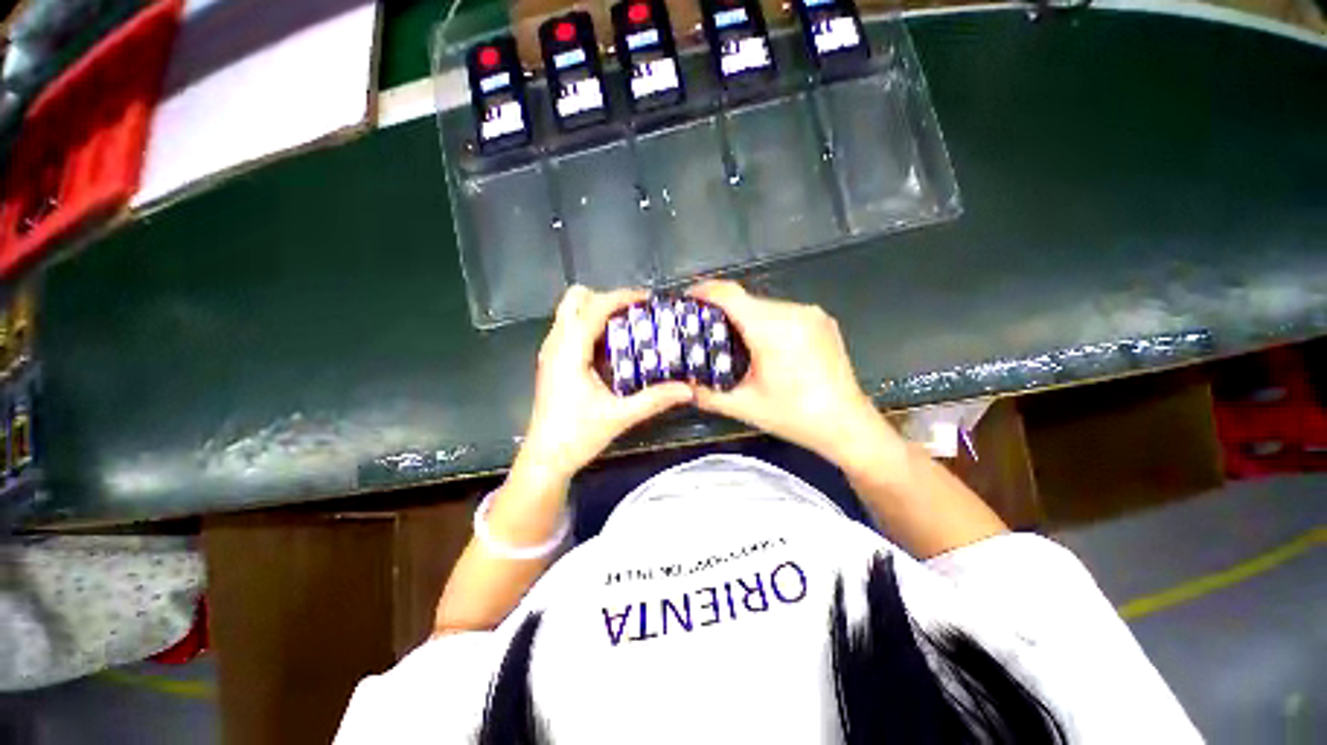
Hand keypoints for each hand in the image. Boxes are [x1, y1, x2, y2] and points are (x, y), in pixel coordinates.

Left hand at [515, 286, 692, 484]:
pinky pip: (570, 328)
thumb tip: (688, 389)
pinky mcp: (552, 361)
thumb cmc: (577, 436)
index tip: (648, 299)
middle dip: (605, 298)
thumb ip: (655, 400)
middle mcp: (555, 344)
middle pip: (575, 299)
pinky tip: (611, 346)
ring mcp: (550, 352)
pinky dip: (589, 325)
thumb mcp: (620, 416)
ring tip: (627, 325)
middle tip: (634, 313)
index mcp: (569, 351)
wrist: (545, 459)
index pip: (594, 308)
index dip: (621, 297)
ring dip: (597, 310)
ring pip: (570, 312)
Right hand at [688, 280, 901, 471]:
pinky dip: (765, 323)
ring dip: (744, 318)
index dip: (703, 292)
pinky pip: (783, 313)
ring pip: (764, 306)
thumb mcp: (744, 407)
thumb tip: (682, 386)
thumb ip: (706, 394)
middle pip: (746, 300)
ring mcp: (811, 314)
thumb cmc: (795, 416)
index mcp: (771, 329)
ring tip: (731, 341)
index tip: (686, 299)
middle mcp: (793, 312)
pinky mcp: (822, 321)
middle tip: (704, 331)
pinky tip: (762, 346)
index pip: (729, 295)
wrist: (848, 425)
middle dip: (722, 311)